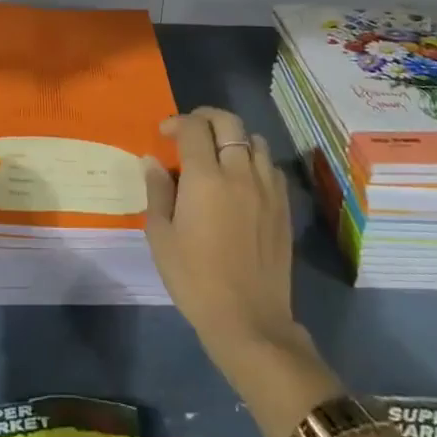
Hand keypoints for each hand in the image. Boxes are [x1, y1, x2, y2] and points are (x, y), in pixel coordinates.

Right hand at [143, 106, 301, 367]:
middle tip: (190, 130)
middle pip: (228, 122)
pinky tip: (243, 179)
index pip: (193, 128)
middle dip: (206, 117)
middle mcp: (239, 173)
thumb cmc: (194, 279)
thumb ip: (157, 192)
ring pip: (255, 140)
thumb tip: (152, 161)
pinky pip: (271, 166)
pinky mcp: (283, 206)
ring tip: (219, 153)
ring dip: (234, 137)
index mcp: (205, 178)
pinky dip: (255, 160)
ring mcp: (266, 188)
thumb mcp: (161, 237)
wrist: (248, 319)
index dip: (176, 122)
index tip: (164, 135)